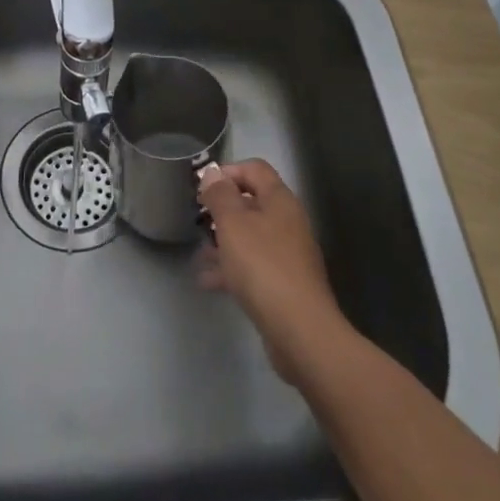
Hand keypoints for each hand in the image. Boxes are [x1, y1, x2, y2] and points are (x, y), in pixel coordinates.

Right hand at [198, 159, 352, 383]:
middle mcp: (287, 222)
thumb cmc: (263, 267)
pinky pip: (253, 266)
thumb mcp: (233, 224)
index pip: (254, 169)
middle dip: (222, 210)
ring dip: (224, 241)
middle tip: (198, 220)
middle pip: (252, 203)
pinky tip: (208, 281)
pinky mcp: (284, 284)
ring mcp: (288, 254)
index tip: (202, 189)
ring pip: (250, 237)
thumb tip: (212, 173)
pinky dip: (231, 269)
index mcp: (279, 200)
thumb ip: (220, 195)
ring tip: (200, 253)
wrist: (300, 331)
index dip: (227, 172)